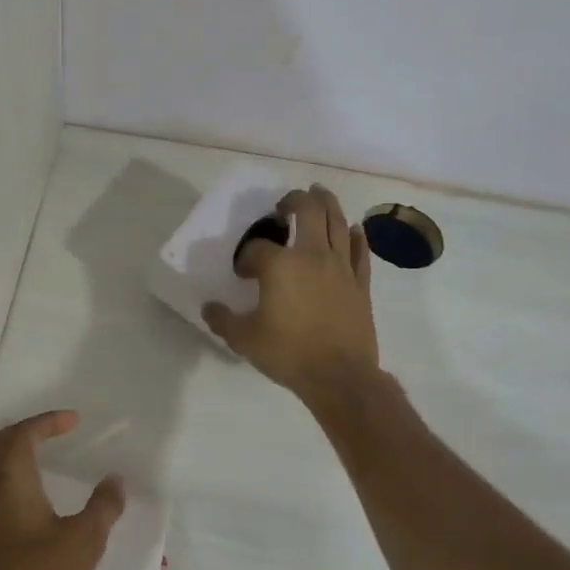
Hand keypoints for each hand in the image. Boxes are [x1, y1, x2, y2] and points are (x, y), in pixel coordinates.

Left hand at [0, 411, 125, 569]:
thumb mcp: (83, 542)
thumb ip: (103, 507)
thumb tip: (115, 481)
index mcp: (9, 479)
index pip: (24, 434)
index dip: (48, 422)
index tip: (73, 420)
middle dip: (26, 431)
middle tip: (55, 431)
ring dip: (14, 453)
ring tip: (44, 457)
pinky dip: (8, 477)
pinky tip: (29, 498)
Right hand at [204, 185, 381, 402]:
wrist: (339, 375)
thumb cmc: (288, 353)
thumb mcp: (243, 339)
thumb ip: (223, 319)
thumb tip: (209, 307)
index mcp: (279, 265)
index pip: (257, 247)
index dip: (246, 257)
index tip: (243, 274)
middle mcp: (312, 255)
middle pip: (307, 211)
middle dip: (293, 201)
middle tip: (284, 205)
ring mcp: (341, 266)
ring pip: (337, 221)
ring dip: (326, 203)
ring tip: (318, 194)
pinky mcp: (360, 282)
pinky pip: (359, 249)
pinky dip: (354, 235)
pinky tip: (352, 229)